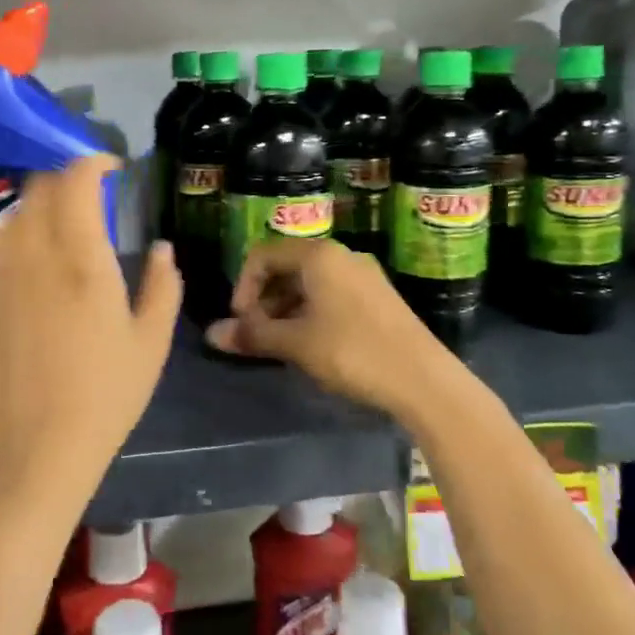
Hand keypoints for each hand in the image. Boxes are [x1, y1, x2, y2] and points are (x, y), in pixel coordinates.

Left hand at [0, 156, 180, 504]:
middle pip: (39, 187)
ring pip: (18, 213)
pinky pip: (7, 245)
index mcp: (82, 259)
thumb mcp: (151, 341)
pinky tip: (47, 258)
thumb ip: (162, 285)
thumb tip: (161, 249)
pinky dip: (27, 231)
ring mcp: (8, 277)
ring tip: (71, 219)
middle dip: (66, 175)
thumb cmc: (106, 395)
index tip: (114, 167)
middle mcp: (37, 256)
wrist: (37, 448)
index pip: (75, 181)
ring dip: (44, 201)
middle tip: (94, 190)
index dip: (93, 162)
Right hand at [204, 238, 452, 420]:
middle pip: (286, 266)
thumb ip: (252, 335)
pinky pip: (331, 294)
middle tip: (258, 335)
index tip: (242, 322)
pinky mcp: (377, 297)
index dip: (243, 286)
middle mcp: (340, 255)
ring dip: (285, 308)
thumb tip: (211, 334)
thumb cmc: (352, 352)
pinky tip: (311, 344)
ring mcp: (362, 275)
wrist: (424, 380)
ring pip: (309, 282)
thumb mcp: (296, 344)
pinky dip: (310, 312)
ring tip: (281, 344)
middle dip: (264, 299)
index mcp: (318, 255)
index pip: (263, 255)